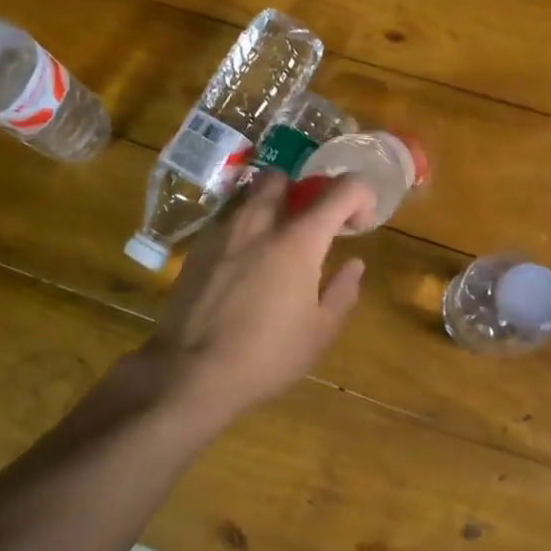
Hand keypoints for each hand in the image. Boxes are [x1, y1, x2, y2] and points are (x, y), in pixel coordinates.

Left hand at [137, 170, 376, 425]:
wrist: (189, 373)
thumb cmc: (266, 356)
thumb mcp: (319, 333)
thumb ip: (342, 291)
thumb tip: (354, 264)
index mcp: (299, 240)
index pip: (342, 189)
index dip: (361, 197)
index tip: (359, 225)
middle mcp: (260, 222)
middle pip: (283, 177)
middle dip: (300, 192)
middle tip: (307, 226)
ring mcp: (223, 232)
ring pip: (248, 196)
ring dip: (267, 208)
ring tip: (271, 244)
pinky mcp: (196, 248)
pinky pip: (224, 221)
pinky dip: (240, 230)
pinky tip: (240, 266)